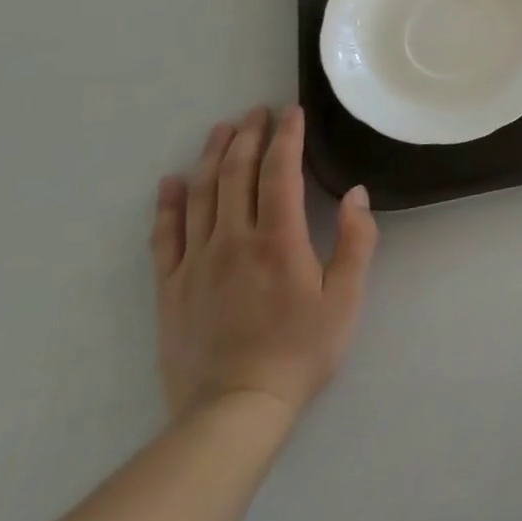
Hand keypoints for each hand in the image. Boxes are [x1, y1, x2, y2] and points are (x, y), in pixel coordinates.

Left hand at [152, 105, 376, 423]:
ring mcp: (197, 262)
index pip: (280, 172)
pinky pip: (165, 235)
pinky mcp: (171, 287)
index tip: (292, 111)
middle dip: (248, 136)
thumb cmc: (301, 350)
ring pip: (200, 195)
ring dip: (211, 156)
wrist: (235, 409)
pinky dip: (168, 204)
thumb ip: (356, 241)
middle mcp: (233, 240)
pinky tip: (171, 182)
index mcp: (278, 239)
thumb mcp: (347, 297)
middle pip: (236, 174)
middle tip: (257, 111)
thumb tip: (355, 194)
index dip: (286, 137)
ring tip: (221, 129)